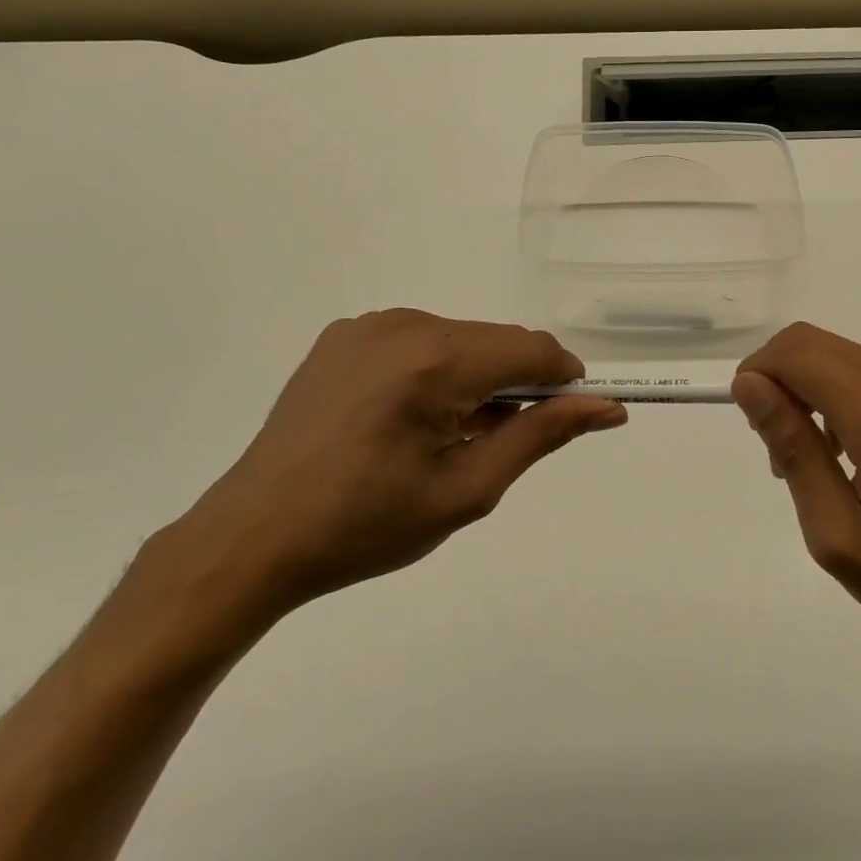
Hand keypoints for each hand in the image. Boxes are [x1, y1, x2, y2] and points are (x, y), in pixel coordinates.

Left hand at [169, 310, 625, 624]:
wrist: (253, 536)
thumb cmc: (365, 526)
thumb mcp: (467, 490)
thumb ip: (541, 435)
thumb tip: (606, 408)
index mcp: (434, 360)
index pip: (533, 349)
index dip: (565, 380)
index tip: (572, 417)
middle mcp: (404, 324)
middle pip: (496, 340)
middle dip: (517, 383)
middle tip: (498, 442)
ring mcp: (368, 325)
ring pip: (460, 339)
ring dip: (476, 377)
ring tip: (448, 436)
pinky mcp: (343, 335)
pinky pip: (418, 340)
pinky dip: (436, 370)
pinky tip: (408, 418)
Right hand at [732, 323, 860, 689]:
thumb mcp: (837, 537)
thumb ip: (794, 451)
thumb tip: (749, 384)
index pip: (798, 354)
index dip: (758, 374)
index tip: (755, 427)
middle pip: (815, 344)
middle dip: (780, 382)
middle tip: (779, 449)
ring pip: (840, 355)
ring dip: (810, 390)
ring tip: (815, 459)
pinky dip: (842, 396)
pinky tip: (851, 450)